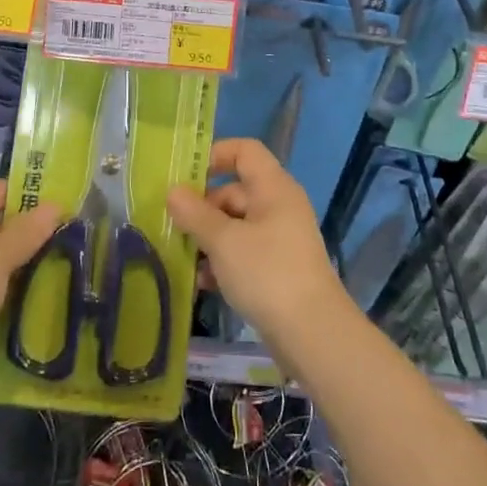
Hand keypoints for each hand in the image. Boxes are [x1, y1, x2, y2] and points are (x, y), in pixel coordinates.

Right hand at [168, 138, 346, 348]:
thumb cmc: (267, 274)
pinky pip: (244, 252)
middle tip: (173, 226)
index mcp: (273, 188)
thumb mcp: (224, 241)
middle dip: (202, 207)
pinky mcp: (278, 268)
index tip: (185, 177)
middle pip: (235, 190)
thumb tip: (173, 192)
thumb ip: (195, 214)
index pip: (244, 151)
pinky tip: (201, 282)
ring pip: (236, 224)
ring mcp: (280, 238)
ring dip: (208, 237)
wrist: (313, 334)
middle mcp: (279, 206)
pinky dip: (223, 261)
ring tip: (182, 257)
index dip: (215, 155)